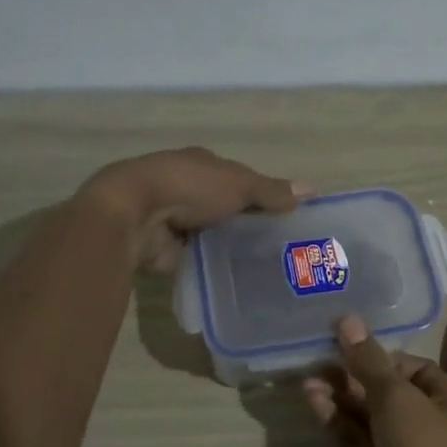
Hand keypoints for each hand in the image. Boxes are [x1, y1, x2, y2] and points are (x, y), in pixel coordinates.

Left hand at [82, 147, 302, 272]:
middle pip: (226, 208)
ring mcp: (175, 222)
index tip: (288, 216)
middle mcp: (188, 190)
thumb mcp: (239, 184)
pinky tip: (242, 281)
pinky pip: (200, 260)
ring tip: (269, 269)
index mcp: (202, 165)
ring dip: (232, 247)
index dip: (262, 194)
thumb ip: (272, 190)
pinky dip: (216, 267)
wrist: (134, 216)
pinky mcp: (167, 251)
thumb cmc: (189, 187)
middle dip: (248, 224)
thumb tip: (311, 190)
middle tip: (285, 248)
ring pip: (214, 235)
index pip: (239, 179)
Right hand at [303, 317, 446, 446]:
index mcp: (441, 398)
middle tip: (314, 357)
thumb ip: (368, 362)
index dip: (375, 353)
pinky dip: (333, 421)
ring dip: (336, 396)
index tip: (341, 341)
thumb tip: (347, 321)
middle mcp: (420, 420)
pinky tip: (312, 401)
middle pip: (379, 389)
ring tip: (306, 378)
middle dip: (349, 374)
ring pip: (361, 415)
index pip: (405, 366)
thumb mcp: (398, 399)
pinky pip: (350, 440)